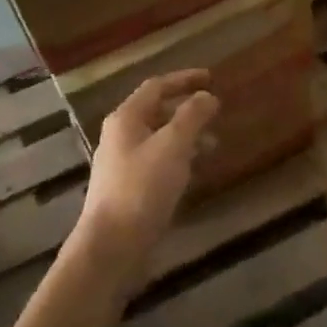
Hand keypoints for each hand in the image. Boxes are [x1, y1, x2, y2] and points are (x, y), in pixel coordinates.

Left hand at [77, 69, 219, 279]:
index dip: (184, 79)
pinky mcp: (129, 188)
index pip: (157, 86)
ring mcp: (123, 163)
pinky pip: (158, 161)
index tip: (211, 78)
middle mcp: (121, 136)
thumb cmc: (142, 188)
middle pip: (157, 111)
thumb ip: (192, 117)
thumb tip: (207, 96)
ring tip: (214, 144)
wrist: (111, 247)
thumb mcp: (173, 146)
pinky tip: (195, 171)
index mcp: (126, 118)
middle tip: (216, 112)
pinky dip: (179, 157)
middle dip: (188, 109)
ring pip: (159, 138)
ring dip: (186, 135)